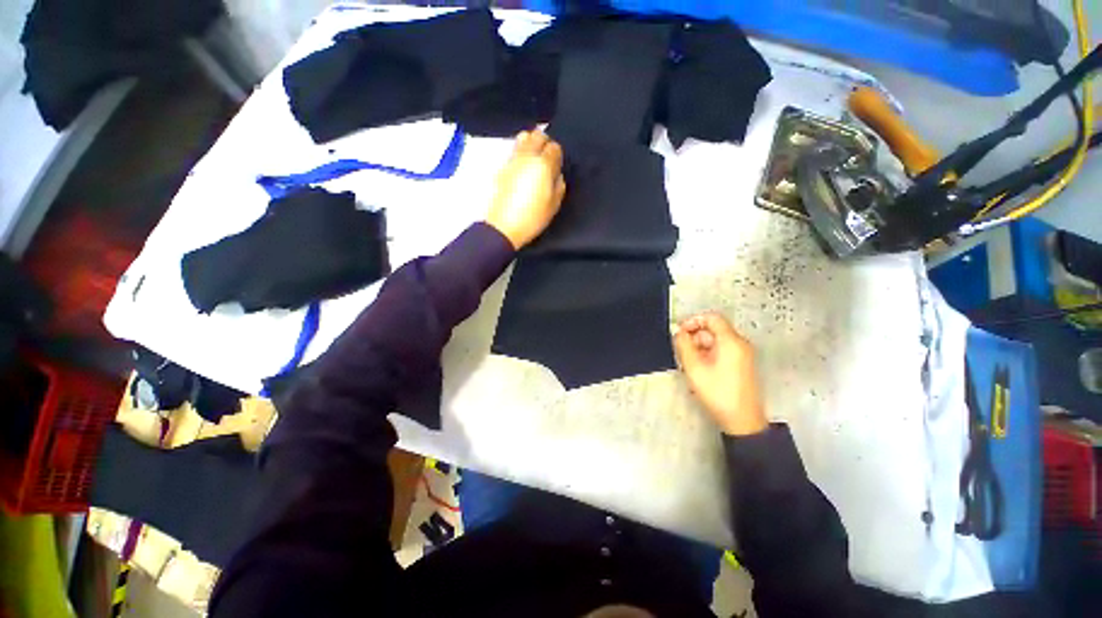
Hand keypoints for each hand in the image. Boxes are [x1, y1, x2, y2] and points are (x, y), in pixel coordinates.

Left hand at [486, 130, 565, 249]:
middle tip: (546, 158)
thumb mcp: (553, 206)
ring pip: (523, 137)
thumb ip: (559, 186)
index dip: (557, 155)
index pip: (554, 147)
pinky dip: (520, 152)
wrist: (503, 226)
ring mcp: (512, 160)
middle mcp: (527, 156)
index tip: (557, 166)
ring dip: (531, 143)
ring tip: (533, 159)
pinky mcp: (501, 167)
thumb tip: (557, 175)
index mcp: (543, 165)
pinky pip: (514, 150)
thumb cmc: (532, 218)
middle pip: (537, 135)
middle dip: (544, 142)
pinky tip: (523, 167)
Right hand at [673, 313, 766, 435]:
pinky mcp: (741, 365)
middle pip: (713, 330)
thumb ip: (683, 345)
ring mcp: (742, 355)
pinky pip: (722, 351)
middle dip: (694, 337)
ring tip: (688, 364)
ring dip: (699, 347)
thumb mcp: (694, 368)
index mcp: (731, 341)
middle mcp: (740, 344)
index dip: (693, 321)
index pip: (712, 318)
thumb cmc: (718, 392)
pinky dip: (708, 355)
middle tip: (681, 352)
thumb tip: (677, 331)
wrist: (743, 421)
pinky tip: (699, 370)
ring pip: (716, 341)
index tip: (679, 332)